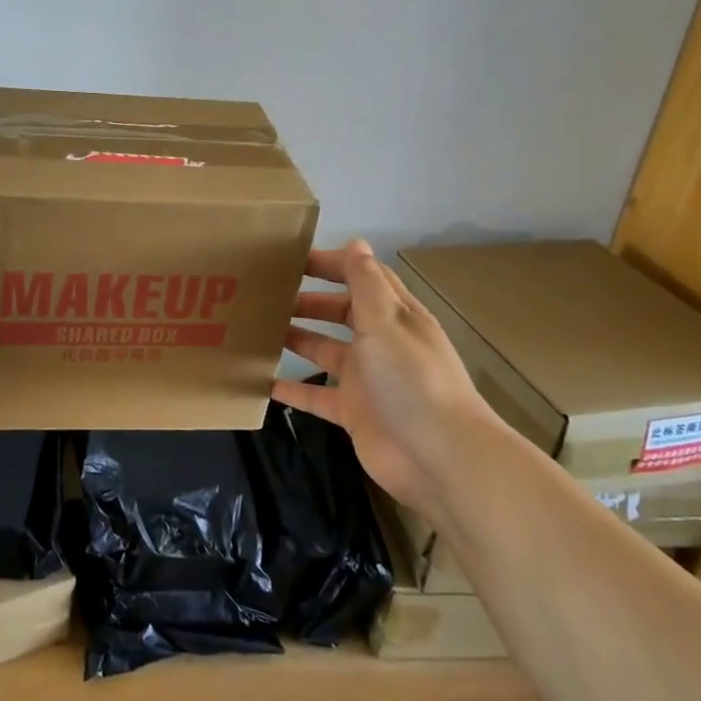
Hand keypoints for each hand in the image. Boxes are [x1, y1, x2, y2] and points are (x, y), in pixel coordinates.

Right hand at [273, 239, 484, 516]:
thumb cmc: (411, 379)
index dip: (333, 264)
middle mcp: (381, 343)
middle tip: (269, 294)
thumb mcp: (386, 322)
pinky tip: (263, 382)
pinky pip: (317, 395)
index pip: (363, 278)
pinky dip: (294, 389)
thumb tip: (356, 242)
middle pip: (341, 313)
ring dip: (298, 338)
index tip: (295, 258)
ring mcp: (367, 379)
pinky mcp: (354, 413)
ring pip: (326, 351)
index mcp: (395, 316)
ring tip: (260, 328)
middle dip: (309, 301)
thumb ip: (366, 283)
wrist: (440, 458)